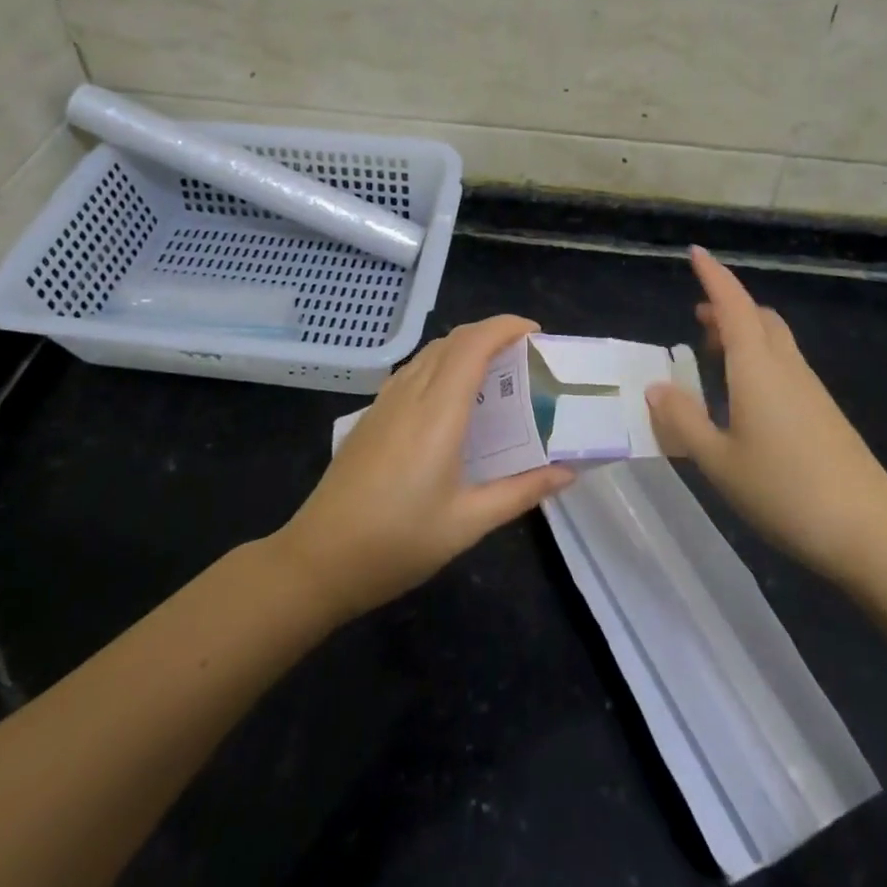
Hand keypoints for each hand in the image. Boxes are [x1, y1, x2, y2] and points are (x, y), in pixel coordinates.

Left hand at [275, 315, 575, 619]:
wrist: (319, 559)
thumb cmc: (398, 542)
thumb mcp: (468, 523)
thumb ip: (521, 491)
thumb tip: (568, 472)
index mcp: (438, 412)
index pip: (473, 344)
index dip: (506, 327)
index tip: (536, 334)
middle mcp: (410, 394)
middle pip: (452, 340)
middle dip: (491, 334)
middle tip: (524, 358)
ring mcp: (385, 403)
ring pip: (429, 353)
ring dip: (465, 348)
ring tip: (495, 376)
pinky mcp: (371, 416)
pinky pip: (412, 371)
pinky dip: (441, 365)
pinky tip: (452, 402)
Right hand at [645, 247, 886, 582]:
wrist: (870, 532)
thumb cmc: (784, 490)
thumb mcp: (718, 461)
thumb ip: (683, 421)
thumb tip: (656, 387)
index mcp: (757, 368)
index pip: (734, 305)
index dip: (714, 276)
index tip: (695, 252)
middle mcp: (786, 367)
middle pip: (760, 317)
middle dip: (728, 307)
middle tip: (698, 320)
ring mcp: (811, 389)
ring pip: (775, 341)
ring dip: (744, 333)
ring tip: (713, 355)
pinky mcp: (824, 413)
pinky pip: (785, 366)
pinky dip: (759, 360)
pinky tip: (745, 397)